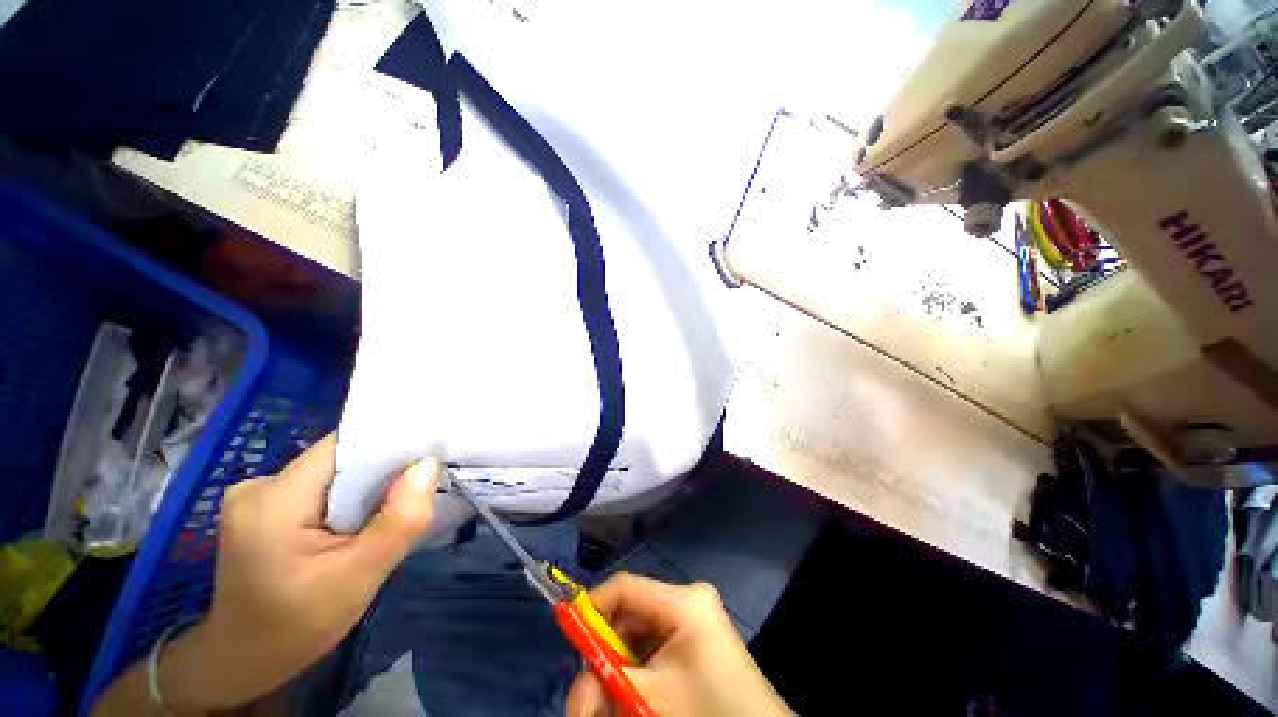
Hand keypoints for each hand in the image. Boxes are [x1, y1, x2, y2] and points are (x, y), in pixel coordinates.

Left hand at [94, 433, 439, 715]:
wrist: (243, 661)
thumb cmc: (296, 627)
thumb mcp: (358, 579)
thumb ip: (398, 521)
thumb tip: (429, 465)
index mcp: (273, 500)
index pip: (344, 446)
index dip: (391, 445)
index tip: (430, 455)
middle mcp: (259, 485)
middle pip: (340, 459)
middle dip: (383, 473)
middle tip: (419, 490)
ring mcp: (257, 495)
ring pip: (334, 473)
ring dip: (368, 489)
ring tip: (393, 510)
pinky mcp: (264, 507)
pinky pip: (322, 488)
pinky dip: (349, 499)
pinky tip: (360, 523)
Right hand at [565, 573, 791, 716]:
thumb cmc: (705, 714)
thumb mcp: (647, 697)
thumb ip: (604, 680)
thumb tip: (576, 675)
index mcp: (683, 600)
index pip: (625, 587)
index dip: (592, 606)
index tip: (568, 635)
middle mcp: (689, 598)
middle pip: (631, 612)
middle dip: (606, 649)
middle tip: (591, 690)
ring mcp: (695, 617)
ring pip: (640, 632)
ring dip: (621, 664)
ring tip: (616, 699)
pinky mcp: (698, 636)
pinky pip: (656, 644)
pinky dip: (639, 668)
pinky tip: (638, 695)